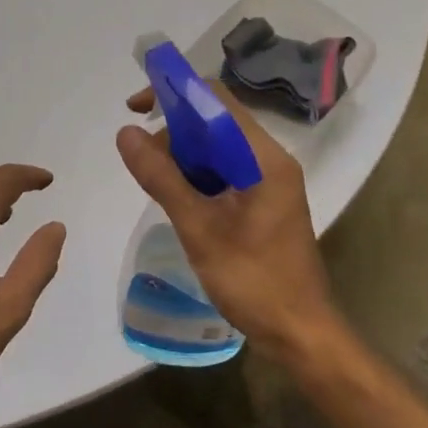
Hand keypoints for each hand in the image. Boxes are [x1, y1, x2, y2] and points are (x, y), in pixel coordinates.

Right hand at [116, 84, 339, 366]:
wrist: (300, 333)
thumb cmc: (254, 281)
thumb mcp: (200, 230)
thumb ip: (163, 179)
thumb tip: (126, 134)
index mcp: (264, 157)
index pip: (216, 100)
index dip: (175, 93)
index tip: (136, 109)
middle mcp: (270, 160)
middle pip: (216, 121)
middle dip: (174, 130)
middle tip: (142, 161)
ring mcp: (269, 181)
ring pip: (218, 148)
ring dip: (183, 155)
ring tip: (156, 183)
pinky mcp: (262, 201)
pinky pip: (225, 171)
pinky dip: (197, 176)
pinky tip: (178, 198)